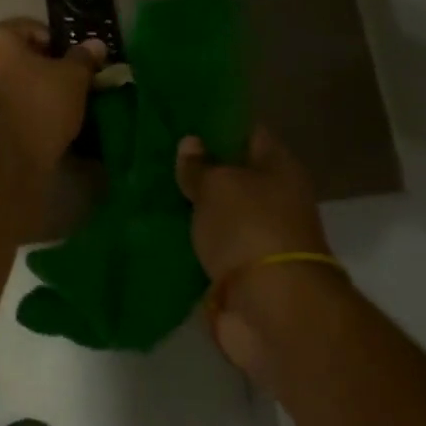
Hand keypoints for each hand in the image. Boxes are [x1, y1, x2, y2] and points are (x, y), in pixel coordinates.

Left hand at [0, 20, 104, 172]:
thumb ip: (82, 58)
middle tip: (65, 83)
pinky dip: (13, 109)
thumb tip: (95, 45)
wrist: (5, 156)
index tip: (74, 63)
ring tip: (52, 106)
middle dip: (38, 67)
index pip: (31, 30)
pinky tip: (34, 122)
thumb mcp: (72, 77)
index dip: (57, 44)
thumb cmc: (38, 102)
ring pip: (2, 81)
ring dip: (24, 88)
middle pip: (12, 56)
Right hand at [175, 128, 333, 376]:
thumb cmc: (249, 229)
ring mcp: (256, 236)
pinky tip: (156, 225)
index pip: (247, 133)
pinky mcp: (238, 269)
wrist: (269, 308)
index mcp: (279, 169)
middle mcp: (273, 199)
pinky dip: (188, 237)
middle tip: (153, 152)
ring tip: (147, 186)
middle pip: (232, 174)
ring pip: (217, 210)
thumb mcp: (218, 185)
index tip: (181, 117)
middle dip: (198, 166)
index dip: (216, 123)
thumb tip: (191, 143)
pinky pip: (208, 243)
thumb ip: (200, 165)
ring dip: (190, 204)